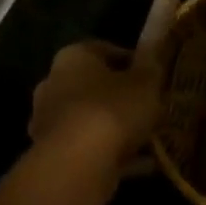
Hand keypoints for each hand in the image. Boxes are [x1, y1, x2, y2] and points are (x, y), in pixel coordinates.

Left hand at [28, 39, 163, 165]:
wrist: (76, 165)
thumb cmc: (112, 110)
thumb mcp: (146, 82)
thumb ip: (151, 63)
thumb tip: (155, 39)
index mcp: (74, 57)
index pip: (106, 50)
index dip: (135, 62)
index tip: (155, 77)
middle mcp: (54, 84)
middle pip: (96, 86)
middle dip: (123, 96)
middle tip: (153, 107)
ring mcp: (49, 121)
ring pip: (93, 118)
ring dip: (118, 126)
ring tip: (151, 138)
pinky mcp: (53, 153)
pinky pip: (90, 146)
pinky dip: (113, 152)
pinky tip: (142, 163)